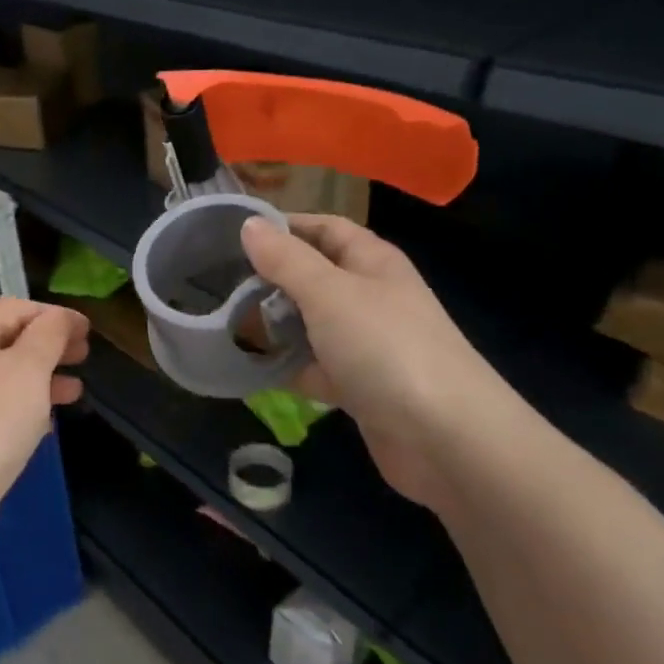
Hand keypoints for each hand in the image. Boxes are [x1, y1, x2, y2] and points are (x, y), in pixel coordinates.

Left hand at [0, 299, 89, 552]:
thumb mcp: (28, 369)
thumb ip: (49, 335)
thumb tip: (61, 318)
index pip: (15, 308)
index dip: (55, 316)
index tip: (90, 331)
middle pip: (6, 338)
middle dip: (49, 345)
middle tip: (85, 356)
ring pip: (2, 373)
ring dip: (40, 376)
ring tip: (76, 390)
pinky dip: (21, 403)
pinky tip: (46, 419)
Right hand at [241, 215, 508, 508]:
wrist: (446, 439)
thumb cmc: (386, 349)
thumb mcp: (329, 293)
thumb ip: (286, 260)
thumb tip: (249, 223)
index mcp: (372, 263)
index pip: (324, 228)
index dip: (284, 226)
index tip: (232, 234)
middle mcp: (370, 297)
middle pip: (313, 277)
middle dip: (270, 278)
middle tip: (218, 284)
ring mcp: (366, 345)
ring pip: (310, 324)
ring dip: (273, 324)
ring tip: (222, 322)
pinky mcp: (359, 387)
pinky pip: (313, 367)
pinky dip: (285, 366)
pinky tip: (248, 368)